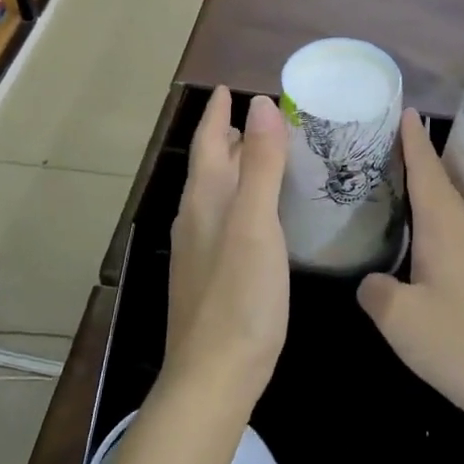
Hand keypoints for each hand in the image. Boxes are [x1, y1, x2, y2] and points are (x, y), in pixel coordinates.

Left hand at [165, 87, 289, 407]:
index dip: (218, 113)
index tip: (229, 88)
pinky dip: (243, 197)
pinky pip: (226, 217)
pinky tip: (262, 211)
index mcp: (205, 198)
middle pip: (211, 163)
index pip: (208, 141)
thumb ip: (261, 164)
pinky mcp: (211, 273)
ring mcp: (200, 248)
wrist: (214, 375)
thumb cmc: (239, 295)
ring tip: (267, 154)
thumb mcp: (255, 223)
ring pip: (218, 191)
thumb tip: (262, 104)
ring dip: (237, 166)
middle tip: (263, 116)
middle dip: (230, 135)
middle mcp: (196, 216)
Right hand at [358, 111, 463, 433]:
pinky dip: (431, 221)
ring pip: (446, 209)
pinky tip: (417, 237)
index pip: (425, 170)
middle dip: (414, 158)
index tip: (402, 109)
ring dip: (423, 190)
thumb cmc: (461, 344)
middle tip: (382, 141)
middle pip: (438, 183)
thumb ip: (376, 291)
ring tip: (393, 181)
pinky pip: (451, 234)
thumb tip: (371, 281)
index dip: (412, 140)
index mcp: (444, 228)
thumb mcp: (399, 319)